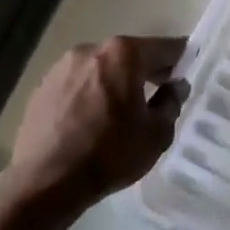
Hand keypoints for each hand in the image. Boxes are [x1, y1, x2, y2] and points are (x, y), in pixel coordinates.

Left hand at [11, 36, 185, 207]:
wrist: (46, 181)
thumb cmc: (110, 154)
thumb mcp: (157, 133)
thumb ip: (172, 102)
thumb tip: (175, 86)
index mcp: (124, 54)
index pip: (164, 47)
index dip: (181, 59)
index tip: (187, 72)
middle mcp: (91, 50)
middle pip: (129, 55)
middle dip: (146, 70)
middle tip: (159, 94)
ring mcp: (62, 66)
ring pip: (101, 68)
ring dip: (115, 81)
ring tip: (121, 111)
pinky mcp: (42, 86)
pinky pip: (78, 83)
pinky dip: (90, 93)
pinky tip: (92, 120)